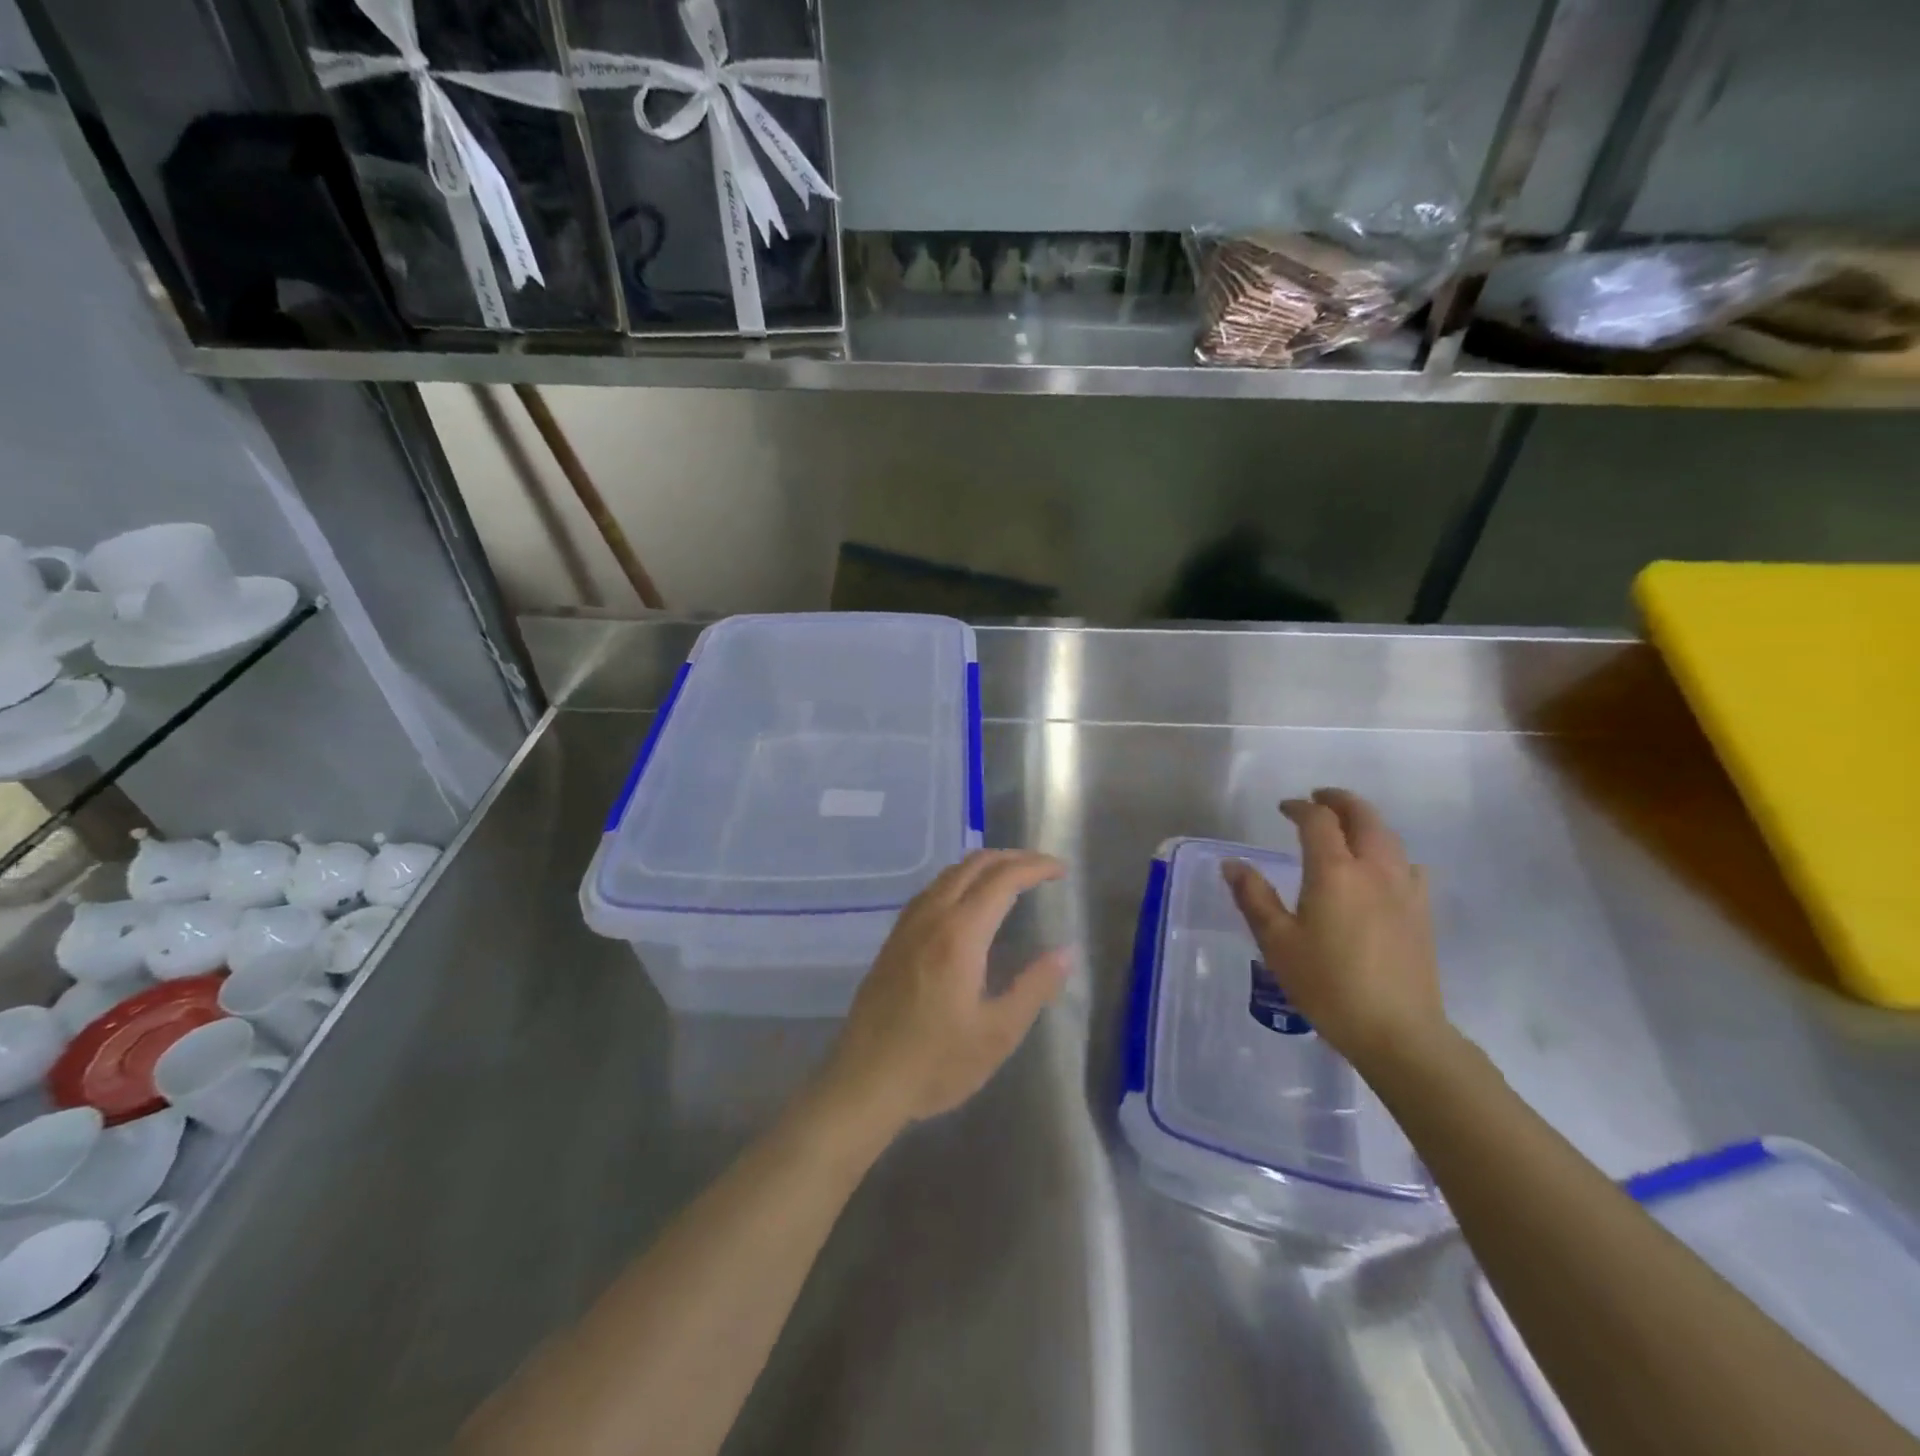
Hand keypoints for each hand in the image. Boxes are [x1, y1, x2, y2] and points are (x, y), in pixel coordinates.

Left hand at [820, 850, 1073, 1128]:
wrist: (864, 1082)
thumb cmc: (936, 1063)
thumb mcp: (997, 1034)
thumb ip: (1034, 987)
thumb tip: (1066, 952)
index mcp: (960, 934)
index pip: (1003, 879)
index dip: (1035, 867)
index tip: (1061, 870)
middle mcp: (931, 917)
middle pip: (973, 865)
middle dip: (1012, 858)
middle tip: (1042, 869)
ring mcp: (907, 926)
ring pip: (948, 874)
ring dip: (983, 866)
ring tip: (1011, 878)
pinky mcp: (893, 940)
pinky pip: (930, 891)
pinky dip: (959, 880)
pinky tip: (966, 902)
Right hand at [1221, 788, 1450, 1072]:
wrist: (1398, 1031)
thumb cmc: (1327, 984)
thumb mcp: (1277, 942)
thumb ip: (1254, 897)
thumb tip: (1232, 864)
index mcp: (1335, 871)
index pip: (1318, 820)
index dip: (1300, 807)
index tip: (1284, 808)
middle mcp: (1374, 869)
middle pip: (1364, 816)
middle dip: (1340, 801)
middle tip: (1319, 799)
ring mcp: (1405, 889)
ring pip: (1389, 837)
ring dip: (1366, 822)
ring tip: (1346, 827)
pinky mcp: (1422, 912)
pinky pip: (1408, 865)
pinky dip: (1389, 852)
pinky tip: (1381, 870)